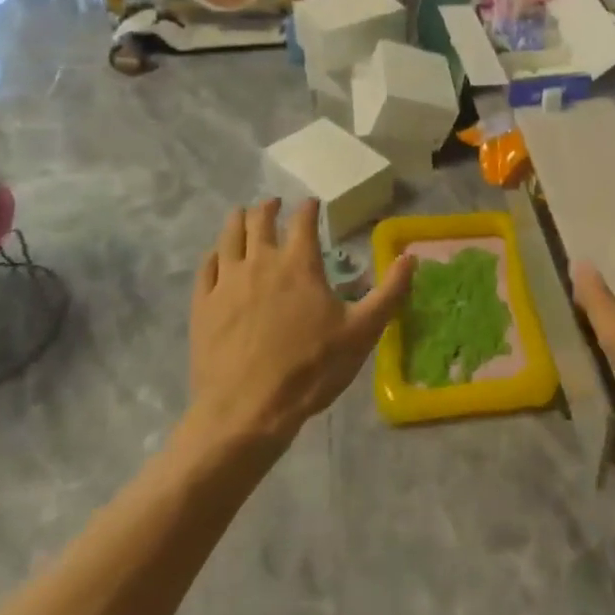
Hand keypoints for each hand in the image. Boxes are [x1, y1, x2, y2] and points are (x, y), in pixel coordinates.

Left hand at [188, 198, 414, 443]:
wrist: (247, 411)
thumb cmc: (311, 368)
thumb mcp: (362, 331)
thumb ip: (390, 292)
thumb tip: (411, 257)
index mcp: (299, 264)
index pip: (303, 222)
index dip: (308, 208)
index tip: (312, 203)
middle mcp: (260, 262)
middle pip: (260, 221)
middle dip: (269, 208)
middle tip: (273, 203)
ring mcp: (227, 283)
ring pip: (229, 238)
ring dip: (238, 221)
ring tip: (242, 214)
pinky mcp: (203, 306)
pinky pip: (206, 269)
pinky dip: (213, 255)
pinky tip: (216, 256)